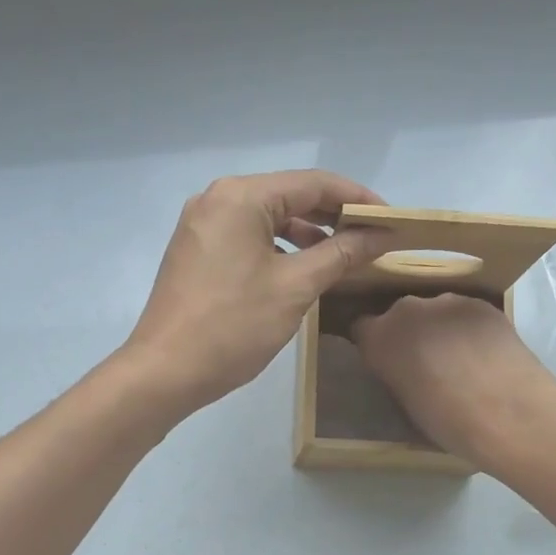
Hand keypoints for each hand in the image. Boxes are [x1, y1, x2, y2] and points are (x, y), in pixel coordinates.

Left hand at [124, 170, 396, 415]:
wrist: (164, 371)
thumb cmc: (233, 327)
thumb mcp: (295, 288)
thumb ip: (340, 254)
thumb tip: (380, 235)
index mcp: (241, 196)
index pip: (313, 183)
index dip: (357, 199)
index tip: (391, 220)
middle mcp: (217, 199)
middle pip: (289, 195)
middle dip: (332, 216)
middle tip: (372, 238)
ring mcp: (202, 224)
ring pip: (267, 218)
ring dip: (306, 233)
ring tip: (343, 256)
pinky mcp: (196, 250)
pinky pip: (247, 237)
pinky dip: (278, 248)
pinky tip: (301, 269)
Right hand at [352, 294, 555, 467]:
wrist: (510, 413)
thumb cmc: (448, 422)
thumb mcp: (405, 403)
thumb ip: (396, 375)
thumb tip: (404, 370)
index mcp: (379, 338)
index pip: (361, 328)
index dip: (374, 344)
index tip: (386, 362)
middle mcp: (407, 310)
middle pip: (399, 315)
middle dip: (408, 334)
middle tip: (425, 364)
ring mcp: (447, 301)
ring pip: (435, 312)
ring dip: (440, 329)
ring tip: (461, 359)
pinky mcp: (482, 303)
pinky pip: (464, 313)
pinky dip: (468, 328)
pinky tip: (485, 353)